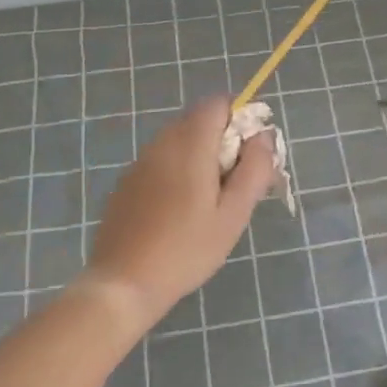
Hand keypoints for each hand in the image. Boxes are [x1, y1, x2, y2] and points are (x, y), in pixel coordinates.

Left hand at [84, 96, 275, 323]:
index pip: (217, 103)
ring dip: (199, 156)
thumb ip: (254, 169)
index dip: (239, 119)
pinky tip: (178, 212)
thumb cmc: (186, 249)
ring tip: (208, 202)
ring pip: (179, 141)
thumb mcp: (233, 214)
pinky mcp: (126, 182)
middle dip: (222, 140)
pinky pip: (160, 161)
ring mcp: (139, 162)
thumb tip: (264, 136)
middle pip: (198, 120)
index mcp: (190, 144)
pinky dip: (177, 171)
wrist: (123, 283)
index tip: (249, 155)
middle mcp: (161, 143)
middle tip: (234, 184)